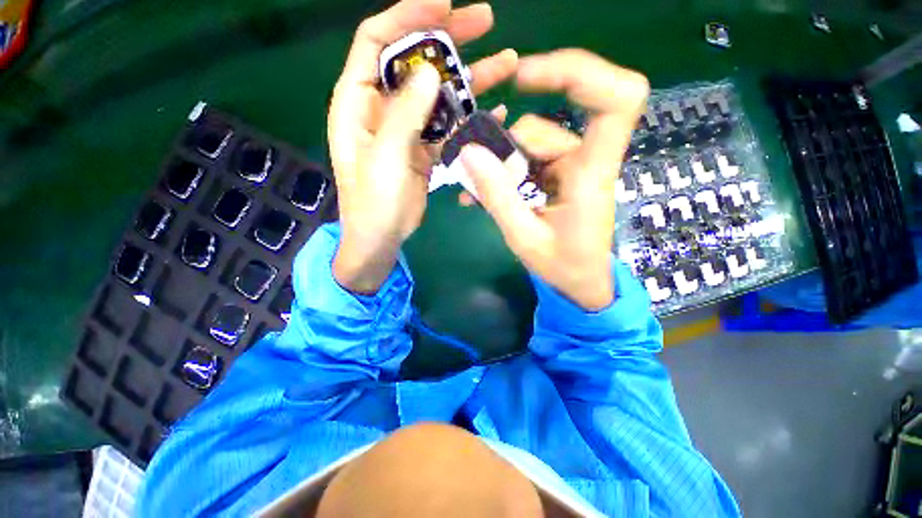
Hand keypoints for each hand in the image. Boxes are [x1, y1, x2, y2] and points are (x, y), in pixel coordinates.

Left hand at [328, 0, 517, 293]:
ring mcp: (407, 128)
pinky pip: (448, 124)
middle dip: (448, 38)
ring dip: (470, 78)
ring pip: (438, 93)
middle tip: (485, 21)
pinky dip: (470, 116)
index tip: (445, 5)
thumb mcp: (386, 156)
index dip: (408, 16)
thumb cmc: (374, 201)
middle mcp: (383, 107)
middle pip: (414, 60)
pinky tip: (494, 110)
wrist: (383, 235)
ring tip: (506, 63)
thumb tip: (428, 72)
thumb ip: (405, 114)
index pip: (377, 40)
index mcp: (358, 101)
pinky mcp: (425, 148)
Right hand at [459, 50, 648, 310]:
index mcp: (592, 174)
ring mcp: (572, 166)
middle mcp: (586, 160)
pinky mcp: (559, 175)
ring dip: (499, 163)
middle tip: (477, 174)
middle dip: (503, 146)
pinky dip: (504, 170)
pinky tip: (484, 190)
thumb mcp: (523, 237)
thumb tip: (468, 152)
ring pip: (529, 142)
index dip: (578, 72)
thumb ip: (497, 196)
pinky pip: (527, 158)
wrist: (580, 283)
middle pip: (543, 126)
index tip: (525, 77)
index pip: (616, 100)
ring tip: (476, 190)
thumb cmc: (562, 266)